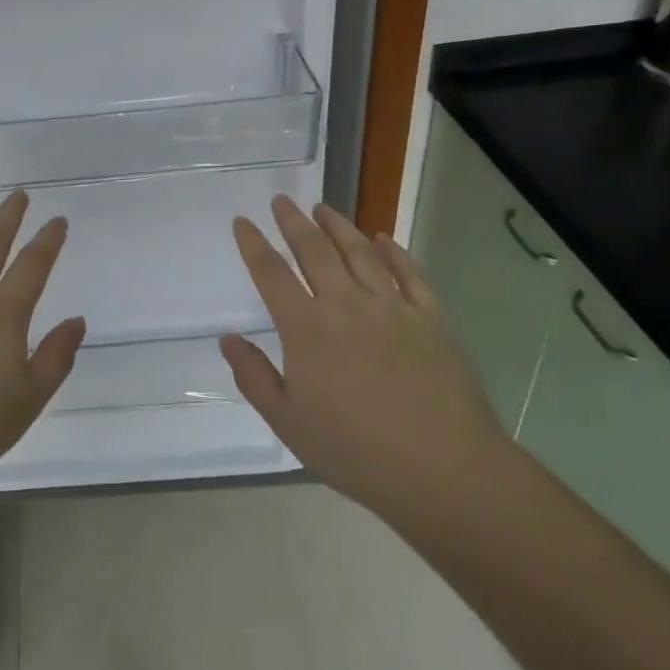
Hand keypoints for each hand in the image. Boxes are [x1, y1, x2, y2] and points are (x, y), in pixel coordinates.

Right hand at [220, 195, 507, 527]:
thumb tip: (227, 338)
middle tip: (281, 201)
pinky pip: (409, 273)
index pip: (271, 274)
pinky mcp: (431, 318)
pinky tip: (383, 239)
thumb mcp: (288, 422)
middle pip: (314, 251)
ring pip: (359, 252)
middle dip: (293, 222)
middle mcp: (345, 305)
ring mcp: (392, 307)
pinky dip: (394, 251)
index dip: (253, 245)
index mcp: (306, 328)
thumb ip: (254, 376)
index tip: (242, 221)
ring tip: (322, 208)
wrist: (442, 468)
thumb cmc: (355, 451)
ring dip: (338, 226)